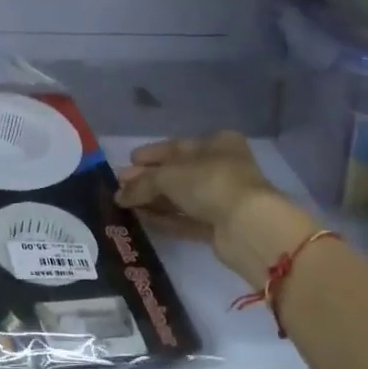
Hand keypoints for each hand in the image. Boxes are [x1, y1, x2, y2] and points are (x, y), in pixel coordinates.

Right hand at [116, 132, 283, 286]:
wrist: (248, 226)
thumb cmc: (209, 182)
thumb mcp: (168, 175)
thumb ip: (141, 183)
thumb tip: (119, 194)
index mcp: (217, 143)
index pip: (176, 146)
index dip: (150, 154)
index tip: (128, 162)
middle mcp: (222, 166)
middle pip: (178, 172)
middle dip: (149, 179)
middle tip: (121, 186)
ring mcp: (223, 198)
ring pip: (182, 196)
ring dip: (155, 199)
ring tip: (126, 204)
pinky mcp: (221, 225)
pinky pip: (187, 219)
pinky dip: (166, 218)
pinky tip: (144, 218)